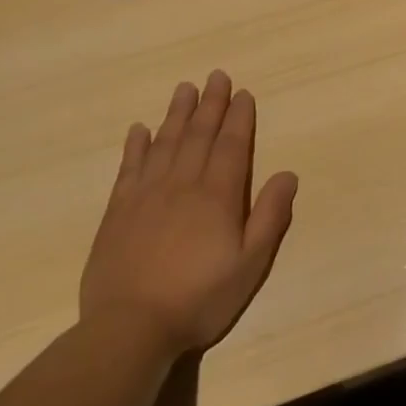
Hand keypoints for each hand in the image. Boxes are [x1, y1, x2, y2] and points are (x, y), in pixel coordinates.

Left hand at [80, 70, 297, 356]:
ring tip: (184, 88)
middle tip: (215, 76)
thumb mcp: (251, 263)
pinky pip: (129, 169)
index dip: (239, 117)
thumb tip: (287, 173)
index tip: (243, 93)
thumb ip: (270, 216)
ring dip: (176, 114)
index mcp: (217, 196)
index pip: (231, 145)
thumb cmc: (200, 298)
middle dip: (210, 104)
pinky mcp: (117, 213)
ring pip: (164, 144)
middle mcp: (182, 185)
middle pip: (198, 135)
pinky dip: (135, 146)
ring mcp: (146, 197)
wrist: (129, 330)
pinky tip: (139, 129)